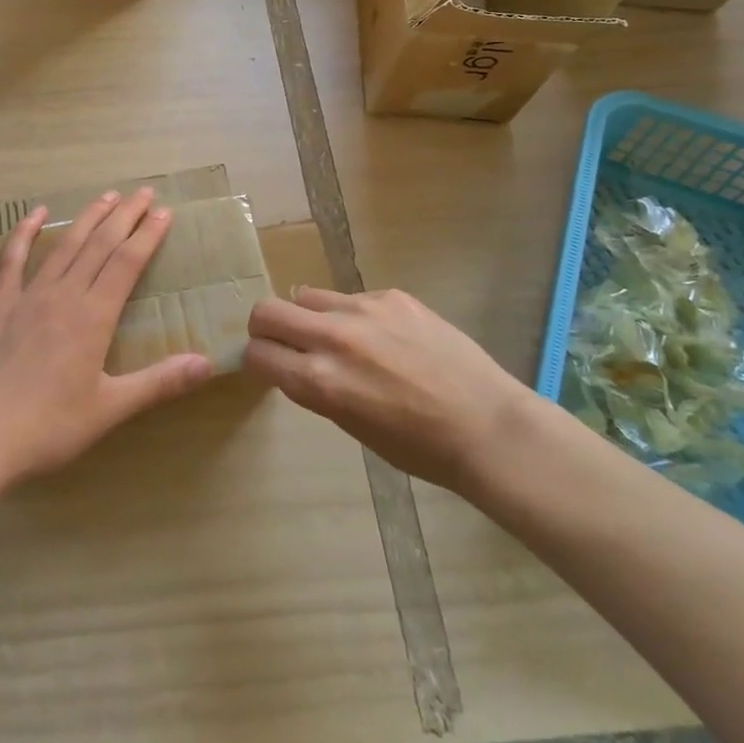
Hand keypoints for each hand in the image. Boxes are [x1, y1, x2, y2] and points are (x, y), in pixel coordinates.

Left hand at [0, 187, 212, 487]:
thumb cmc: (50, 426)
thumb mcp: (110, 408)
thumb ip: (159, 382)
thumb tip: (207, 363)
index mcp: (93, 317)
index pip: (127, 263)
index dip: (147, 235)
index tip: (164, 212)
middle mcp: (64, 295)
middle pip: (99, 245)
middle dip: (124, 216)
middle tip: (143, 193)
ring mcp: (27, 296)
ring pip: (64, 245)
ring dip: (87, 217)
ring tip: (107, 195)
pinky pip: (11, 260)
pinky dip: (24, 233)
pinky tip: (35, 214)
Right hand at [245, 287, 531, 494]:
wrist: (487, 426)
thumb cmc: (417, 447)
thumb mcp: (350, 424)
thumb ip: (315, 386)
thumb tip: (294, 362)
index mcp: (319, 381)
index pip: (257, 353)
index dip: (256, 359)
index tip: (268, 365)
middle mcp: (333, 337)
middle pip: (267, 311)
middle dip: (265, 327)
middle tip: (283, 343)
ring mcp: (364, 309)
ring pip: (307, 296)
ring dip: (309, 317)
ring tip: (338, 339)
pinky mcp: (392, 295)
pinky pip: (352, 297)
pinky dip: (352, 315)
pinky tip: (384, 338)